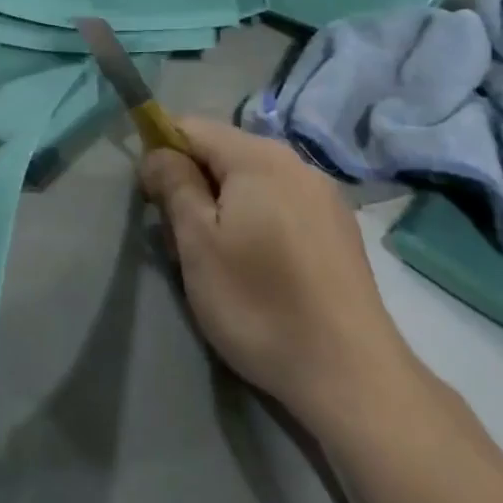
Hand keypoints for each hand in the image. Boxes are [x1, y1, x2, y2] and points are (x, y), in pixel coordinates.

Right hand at [141, 118, 415, 422]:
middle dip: (193, 185)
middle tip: (184, 242)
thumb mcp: (198, 243)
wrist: (351, 375)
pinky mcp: (339, 228)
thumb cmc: (259, 303)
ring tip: (220, 260)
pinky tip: (260, 268)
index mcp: (259, 157)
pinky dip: (257, 221)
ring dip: (223, 206)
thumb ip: (174, 185)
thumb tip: (157, 152)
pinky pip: (281, 204)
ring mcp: (324, 195)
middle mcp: (296, 162)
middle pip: (223, 152)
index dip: (161, 154)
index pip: (191, 127)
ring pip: (251, 180)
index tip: (152, 201)